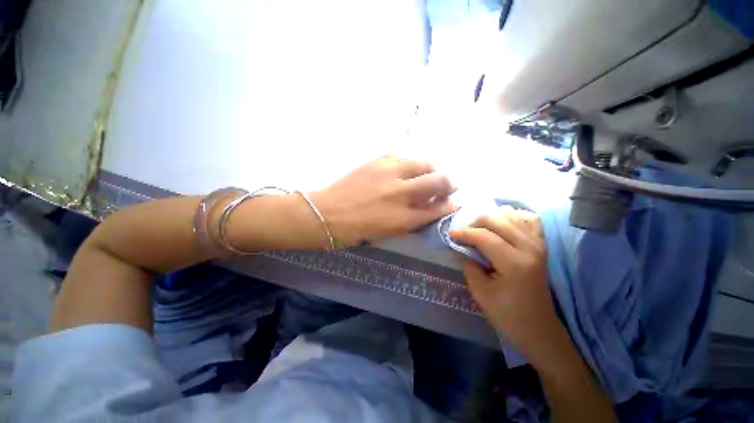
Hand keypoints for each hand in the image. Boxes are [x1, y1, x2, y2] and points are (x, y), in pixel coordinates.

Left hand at [309, 154, 456, 246]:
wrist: (326, 213)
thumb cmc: (356, 230)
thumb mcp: (388, 232)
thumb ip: (412, 221)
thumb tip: (429, 209)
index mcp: (403, 217)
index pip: (438, 208)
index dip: (450, 204)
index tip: (454, 201)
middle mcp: (401, 193)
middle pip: (438, 180)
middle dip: (450, 182)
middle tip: (448, 184)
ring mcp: (388, 173)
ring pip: (423, 161)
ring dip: (432, 167)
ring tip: (429, 172)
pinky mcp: (376, 161)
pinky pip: (401, 153)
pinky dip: (409, 159)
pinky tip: (406, 165)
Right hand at [450, 208, 563, 365]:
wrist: (538, 328)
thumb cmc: (507, 315)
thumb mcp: (480, 292)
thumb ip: (468, 265)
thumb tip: (461, 247)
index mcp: (514, 263)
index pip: (484, 236)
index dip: (464, 233)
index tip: (451, 235)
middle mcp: (530, 247)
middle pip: (497, 219)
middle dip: (475, 223)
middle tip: (465, 235)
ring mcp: (538, 243)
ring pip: (511, 213)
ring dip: (491, 218)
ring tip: (481, 231)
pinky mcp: (541, 244)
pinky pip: (528, 218)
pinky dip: (512, 217)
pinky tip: (502, 226)